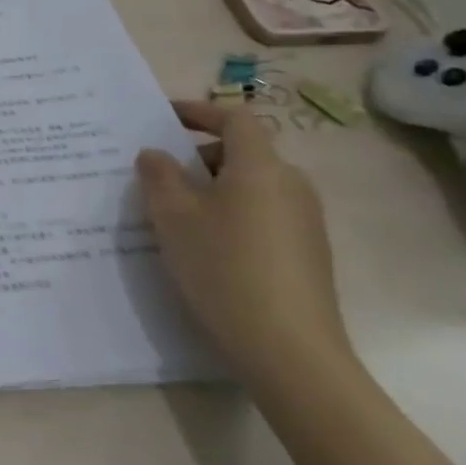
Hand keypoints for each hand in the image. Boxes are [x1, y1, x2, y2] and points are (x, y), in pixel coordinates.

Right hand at [135, 100, 350, 387]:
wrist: (291, 353)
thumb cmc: (224, 269)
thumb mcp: (173, 217)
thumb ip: (159, 176)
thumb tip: (156, 154)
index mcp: (261, 167)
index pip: (234, 118)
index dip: (199, 111)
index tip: (164, 118)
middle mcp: (292, 185)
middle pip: (244, 152)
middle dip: (199, 156)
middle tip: (160, 174)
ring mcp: (306, 222)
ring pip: (252, 186)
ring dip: (214, 188)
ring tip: (176, 214)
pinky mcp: (309, 254)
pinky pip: (263, 215)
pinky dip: (232, 214)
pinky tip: (207, 247)